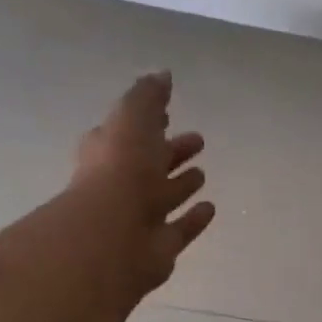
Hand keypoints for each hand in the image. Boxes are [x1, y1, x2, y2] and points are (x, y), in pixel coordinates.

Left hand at [69, 71, 214, 298]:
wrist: (112, 236)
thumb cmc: (120, 171)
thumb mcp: (131, 119)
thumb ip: (147, 97)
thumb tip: (163, 74)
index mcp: (110, 152)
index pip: (129, 132)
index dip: (147, 122)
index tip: (167, 113)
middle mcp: (123, 184)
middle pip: (150, 164)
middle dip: (170, 151)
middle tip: (198, 140)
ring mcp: (141, 217)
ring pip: (164, 196)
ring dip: (181, 184)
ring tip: (203, 174)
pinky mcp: (160, 246)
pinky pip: (180, 229)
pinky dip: (194, 219)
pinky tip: (210, 208)